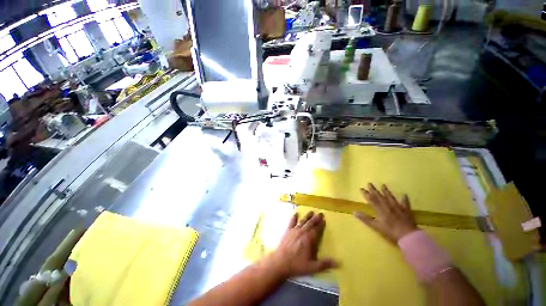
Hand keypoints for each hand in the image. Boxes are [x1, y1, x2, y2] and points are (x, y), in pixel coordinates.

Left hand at [268, 211, 335, 278]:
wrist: (280, 262)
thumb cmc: (297, 265)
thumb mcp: (312, 267)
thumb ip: (325, 264)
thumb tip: (339, 262)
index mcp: (309, 239)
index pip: (316, 230)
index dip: (321, 224)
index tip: (324, 219)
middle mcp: (302, 232)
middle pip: (310, 223)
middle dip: (316, 218)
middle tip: (320, 213)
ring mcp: (294, 230)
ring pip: (302, 221)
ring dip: (307, 216)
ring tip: (311, 211)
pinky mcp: (287, 231)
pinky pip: (291, 222)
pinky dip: (294, 218)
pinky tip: (296, 213)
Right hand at [355, 183, 417, 243]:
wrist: (408, 236)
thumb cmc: (390, 232)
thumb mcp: (376, 226)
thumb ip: (365, 219)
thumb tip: (354, 212)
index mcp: (380, 209)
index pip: (371, 199)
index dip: (366, 194)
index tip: (361, 188)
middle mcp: (388, 206)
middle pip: (380, 196)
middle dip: (374, 190)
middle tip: (369, 183)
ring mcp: (398, 207)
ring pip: (390, 197)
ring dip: (386, 191)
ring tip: (383, 185)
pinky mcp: (406, 210)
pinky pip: (405, 203)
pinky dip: (404, 199)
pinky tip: (404, 194)